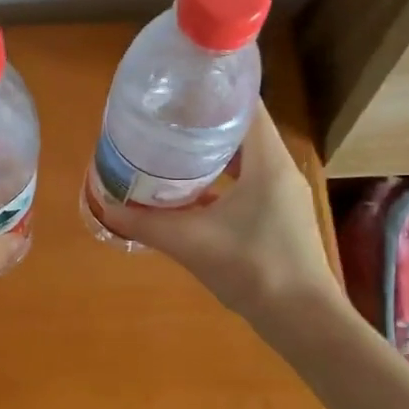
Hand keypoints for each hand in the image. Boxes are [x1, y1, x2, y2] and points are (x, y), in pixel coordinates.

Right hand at [95, 104, 339, 332]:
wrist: (302, 320)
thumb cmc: (253, 268)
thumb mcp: (192, 242)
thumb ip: (146, 224)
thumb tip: (105, 208)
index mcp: (268, 161)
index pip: (247, 106)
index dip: (213, 92)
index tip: (178, 88)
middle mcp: (279, 170)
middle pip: (240, 131)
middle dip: (202, 124)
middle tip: (163, 120)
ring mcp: (281, 196)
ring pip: (242, 161)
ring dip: (209, 156)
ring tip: (168, 152)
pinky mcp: (277, 218)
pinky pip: (245, 186)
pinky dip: (218, 184)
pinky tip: (188, 196)